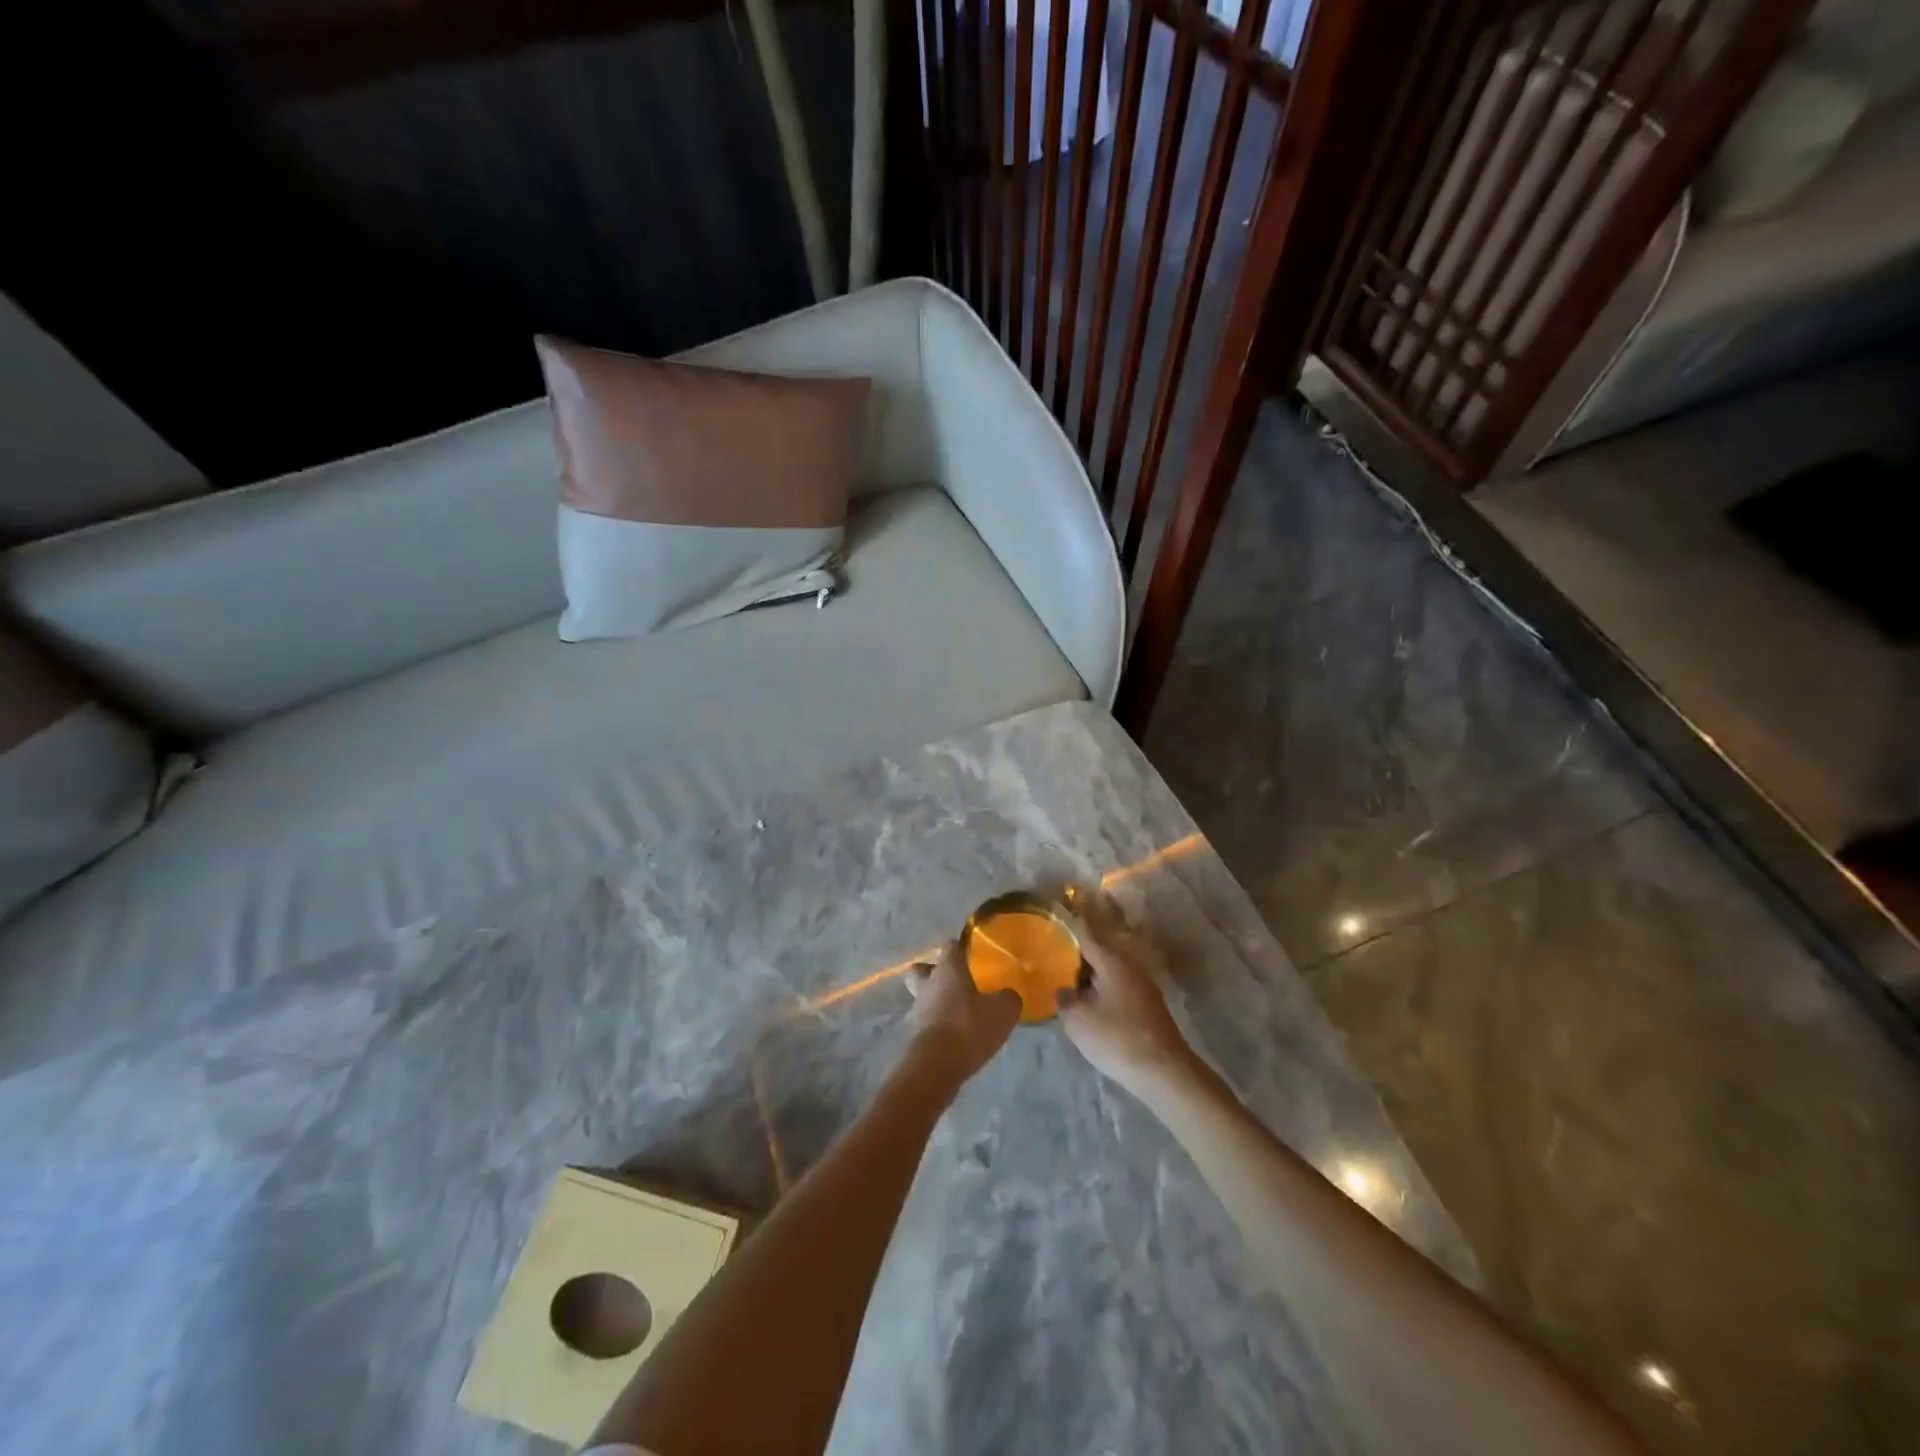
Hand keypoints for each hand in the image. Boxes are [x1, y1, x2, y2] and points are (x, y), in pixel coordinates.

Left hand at [904, 942, 1021, 1080]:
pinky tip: (958, 1034)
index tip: (973, 954)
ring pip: (924, 995)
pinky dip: (939, 1023)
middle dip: (935, 972)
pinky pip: (928, 1020)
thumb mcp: (1003, 1011)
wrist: (936, 1066)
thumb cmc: (969, 1027)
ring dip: (938, 1000)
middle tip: (956, 981)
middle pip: (923, 969)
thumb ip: (1008, 998)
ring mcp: (919, 1009)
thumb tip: (1007, 995)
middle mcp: (929, 983)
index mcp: (948, 968)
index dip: (961, 947)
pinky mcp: (916, 1034)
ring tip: (961, 1012)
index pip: (950, 946)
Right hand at [1054, 903, 1196, 1094]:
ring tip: (1067, 986)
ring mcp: (1143, 988)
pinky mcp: (1148, 1008)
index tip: (1053, 921)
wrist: (1164, 1072)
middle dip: (1076, 957)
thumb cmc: (1117, 1038)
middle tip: (1052, 960)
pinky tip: (1090, 1008)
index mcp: (1112, 962)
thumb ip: (1065, 1000)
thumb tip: (1064, 991)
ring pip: (1109, 974)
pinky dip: (1102, 993)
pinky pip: (1118, 990)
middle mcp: (1130, 968)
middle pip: (1098, 954)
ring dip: (1090, 978)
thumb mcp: (1078, 1020)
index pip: (1086, 935)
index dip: (1068, 927)